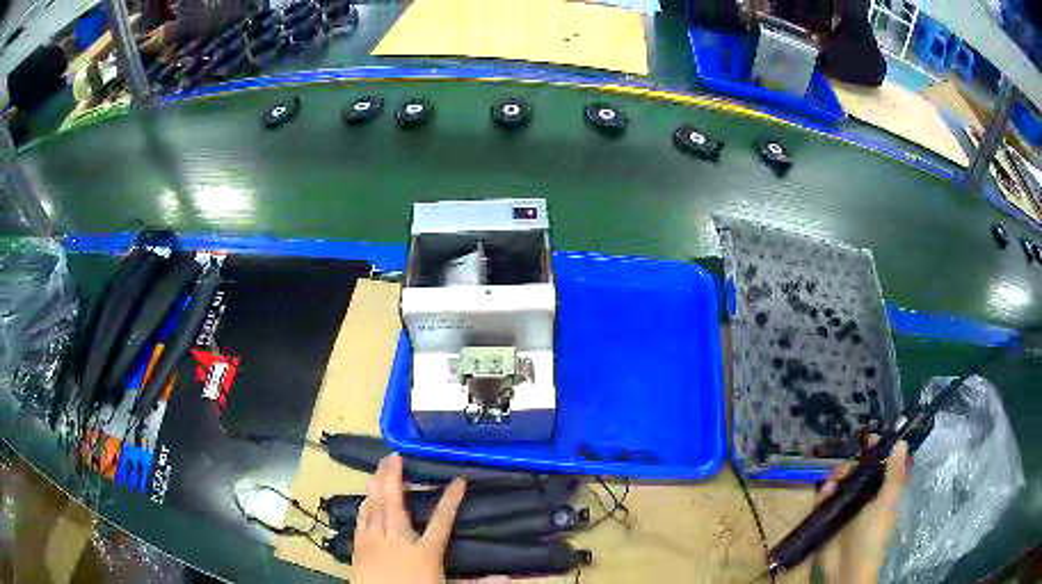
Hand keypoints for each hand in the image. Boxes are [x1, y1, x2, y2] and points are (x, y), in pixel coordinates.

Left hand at [352, 454, 465, 583]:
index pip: (442, 521)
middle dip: (394, 477)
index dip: (451, 500)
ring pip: (375, 507)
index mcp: (424, 551)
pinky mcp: (360, 547)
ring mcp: (376, 541)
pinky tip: (365, 497)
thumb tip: (507, 579)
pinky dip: (364, 505)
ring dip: (376, 485)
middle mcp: (398, 540)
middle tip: (394, 455)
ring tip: (377, 467)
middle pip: (395, 503)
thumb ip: (476, 583)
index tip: (459, 481)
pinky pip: (362, 520)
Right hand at [818, 440, 909, 583]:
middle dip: (852, 465)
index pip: (883, 465)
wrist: (845, 569)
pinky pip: (826, 499)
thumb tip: (902, 442)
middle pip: (860, 472)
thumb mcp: (886, 502)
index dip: (877, 451)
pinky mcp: (830, 518)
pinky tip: (823, 493)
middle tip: (845, 467)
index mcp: (883, 492)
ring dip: (836, 477)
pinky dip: (824, 492)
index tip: (868, 438)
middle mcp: (866, 497)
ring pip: (842, 483)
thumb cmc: (872, 534)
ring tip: (831, 482)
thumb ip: (894, 474)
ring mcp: (847, 508)